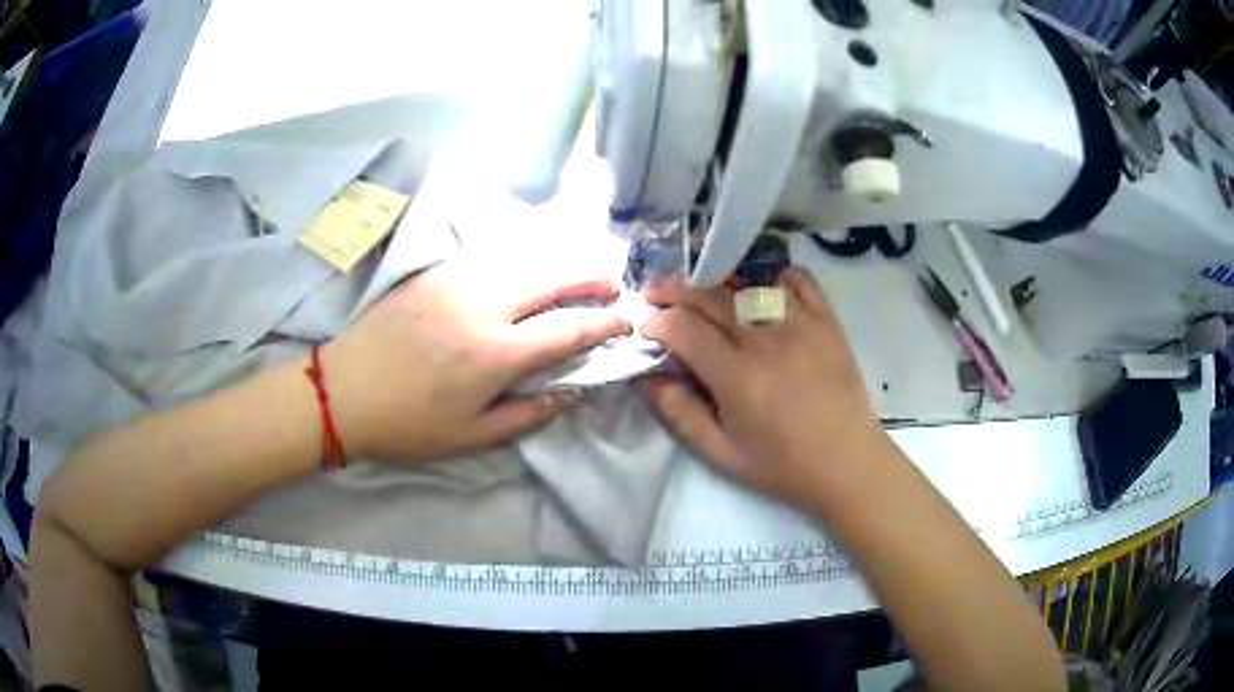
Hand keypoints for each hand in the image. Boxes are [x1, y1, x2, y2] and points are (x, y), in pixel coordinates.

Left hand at [320, 256, 630, 461]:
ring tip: (578, 269)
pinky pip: (489, 256)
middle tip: (612, 283)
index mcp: (496, 353)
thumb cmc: (408, 423)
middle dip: (590, 277)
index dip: (603, 323)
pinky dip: (519, 258)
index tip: (624, 320)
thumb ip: (527, 414)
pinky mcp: (434, 273)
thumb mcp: (471, 437)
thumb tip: (569, 393)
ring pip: (522, 258)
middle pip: (552, 278)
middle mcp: (483, 306)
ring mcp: (457, 282)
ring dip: (558, 261)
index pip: (567, 328)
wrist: (343, 390)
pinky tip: (526, 265)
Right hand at [639, 267, 892, 509]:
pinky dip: (772, 274)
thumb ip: (680, 414)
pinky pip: (797, 279)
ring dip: (715, 278)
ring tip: (697, 284)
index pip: (684, 328)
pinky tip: (757, 285)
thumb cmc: (783, 465)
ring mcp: (801, 323)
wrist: (848, 463)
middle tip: (655, 293)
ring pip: (747, 282)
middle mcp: (767, 339)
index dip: (656, 321)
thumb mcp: (722, 454)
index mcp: (738, 376)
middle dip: (674, 291)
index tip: (645, 327)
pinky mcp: (826, 320)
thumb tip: (646, 377)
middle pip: (710, 296)